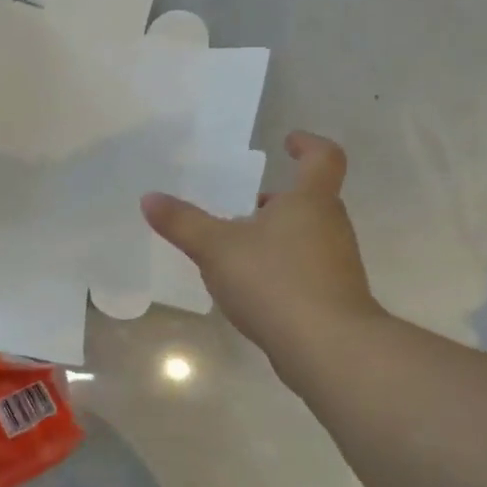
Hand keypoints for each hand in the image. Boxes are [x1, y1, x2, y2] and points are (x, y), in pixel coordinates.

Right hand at [142, 132, 384, 367]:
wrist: (327, 346)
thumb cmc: (275, 281)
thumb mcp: (217, 249)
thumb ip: (183, 223)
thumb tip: (149, 198)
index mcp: (310, 201)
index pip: (322, 158)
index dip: (308, 145)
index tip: (288, 141)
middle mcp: (330, 225)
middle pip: (309, 200)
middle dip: (276, 201)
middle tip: (242, 205)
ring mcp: (336, 263)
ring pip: (305, 236)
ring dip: (276, 236)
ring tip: (237, 250)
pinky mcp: (334, 296)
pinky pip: (305, 269)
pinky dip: (280, 268)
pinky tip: (252, 289)